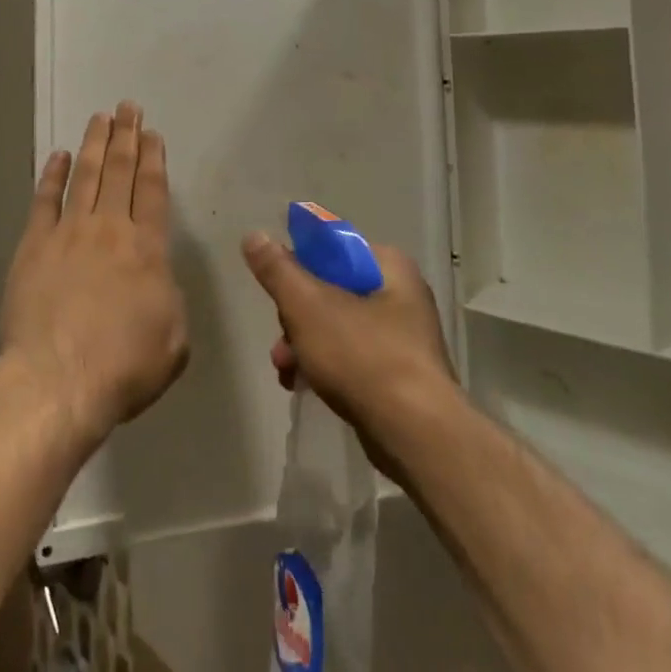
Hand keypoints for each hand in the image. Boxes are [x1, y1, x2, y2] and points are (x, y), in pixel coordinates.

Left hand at [0, 102, 187, 450]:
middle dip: (126, 136)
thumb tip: (157, 281)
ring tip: (100, 117)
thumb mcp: (174, 340)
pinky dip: (53, 175)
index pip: (154, 191)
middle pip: (120, 171)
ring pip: (85, 175)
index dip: (154, 158)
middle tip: (127, 107)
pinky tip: (59, 156)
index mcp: (148, 248)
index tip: (152, 133)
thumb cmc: (124, 366)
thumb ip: (170, 300)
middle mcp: (110, 228)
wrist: (58, 380)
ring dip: (94, 143)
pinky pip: (45, 200)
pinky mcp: (34, 245)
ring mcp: (69, 232)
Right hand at [242, 232, 458, 467]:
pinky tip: (302, 386)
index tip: (278, 290)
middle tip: (281, 339)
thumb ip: (278, 269)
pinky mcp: (400, 376)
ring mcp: (404, 338)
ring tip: (284, 369)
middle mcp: (402, 294)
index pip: (333, 248)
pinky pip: (353, 358)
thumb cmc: (363, 356)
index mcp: (388, 266)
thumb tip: (254, 236)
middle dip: (296, 316)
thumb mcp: (307, 305)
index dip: (299, 264)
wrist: (416, 436)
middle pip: (331, 289)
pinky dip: (326, 367)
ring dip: (304, 344)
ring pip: (338, 326)